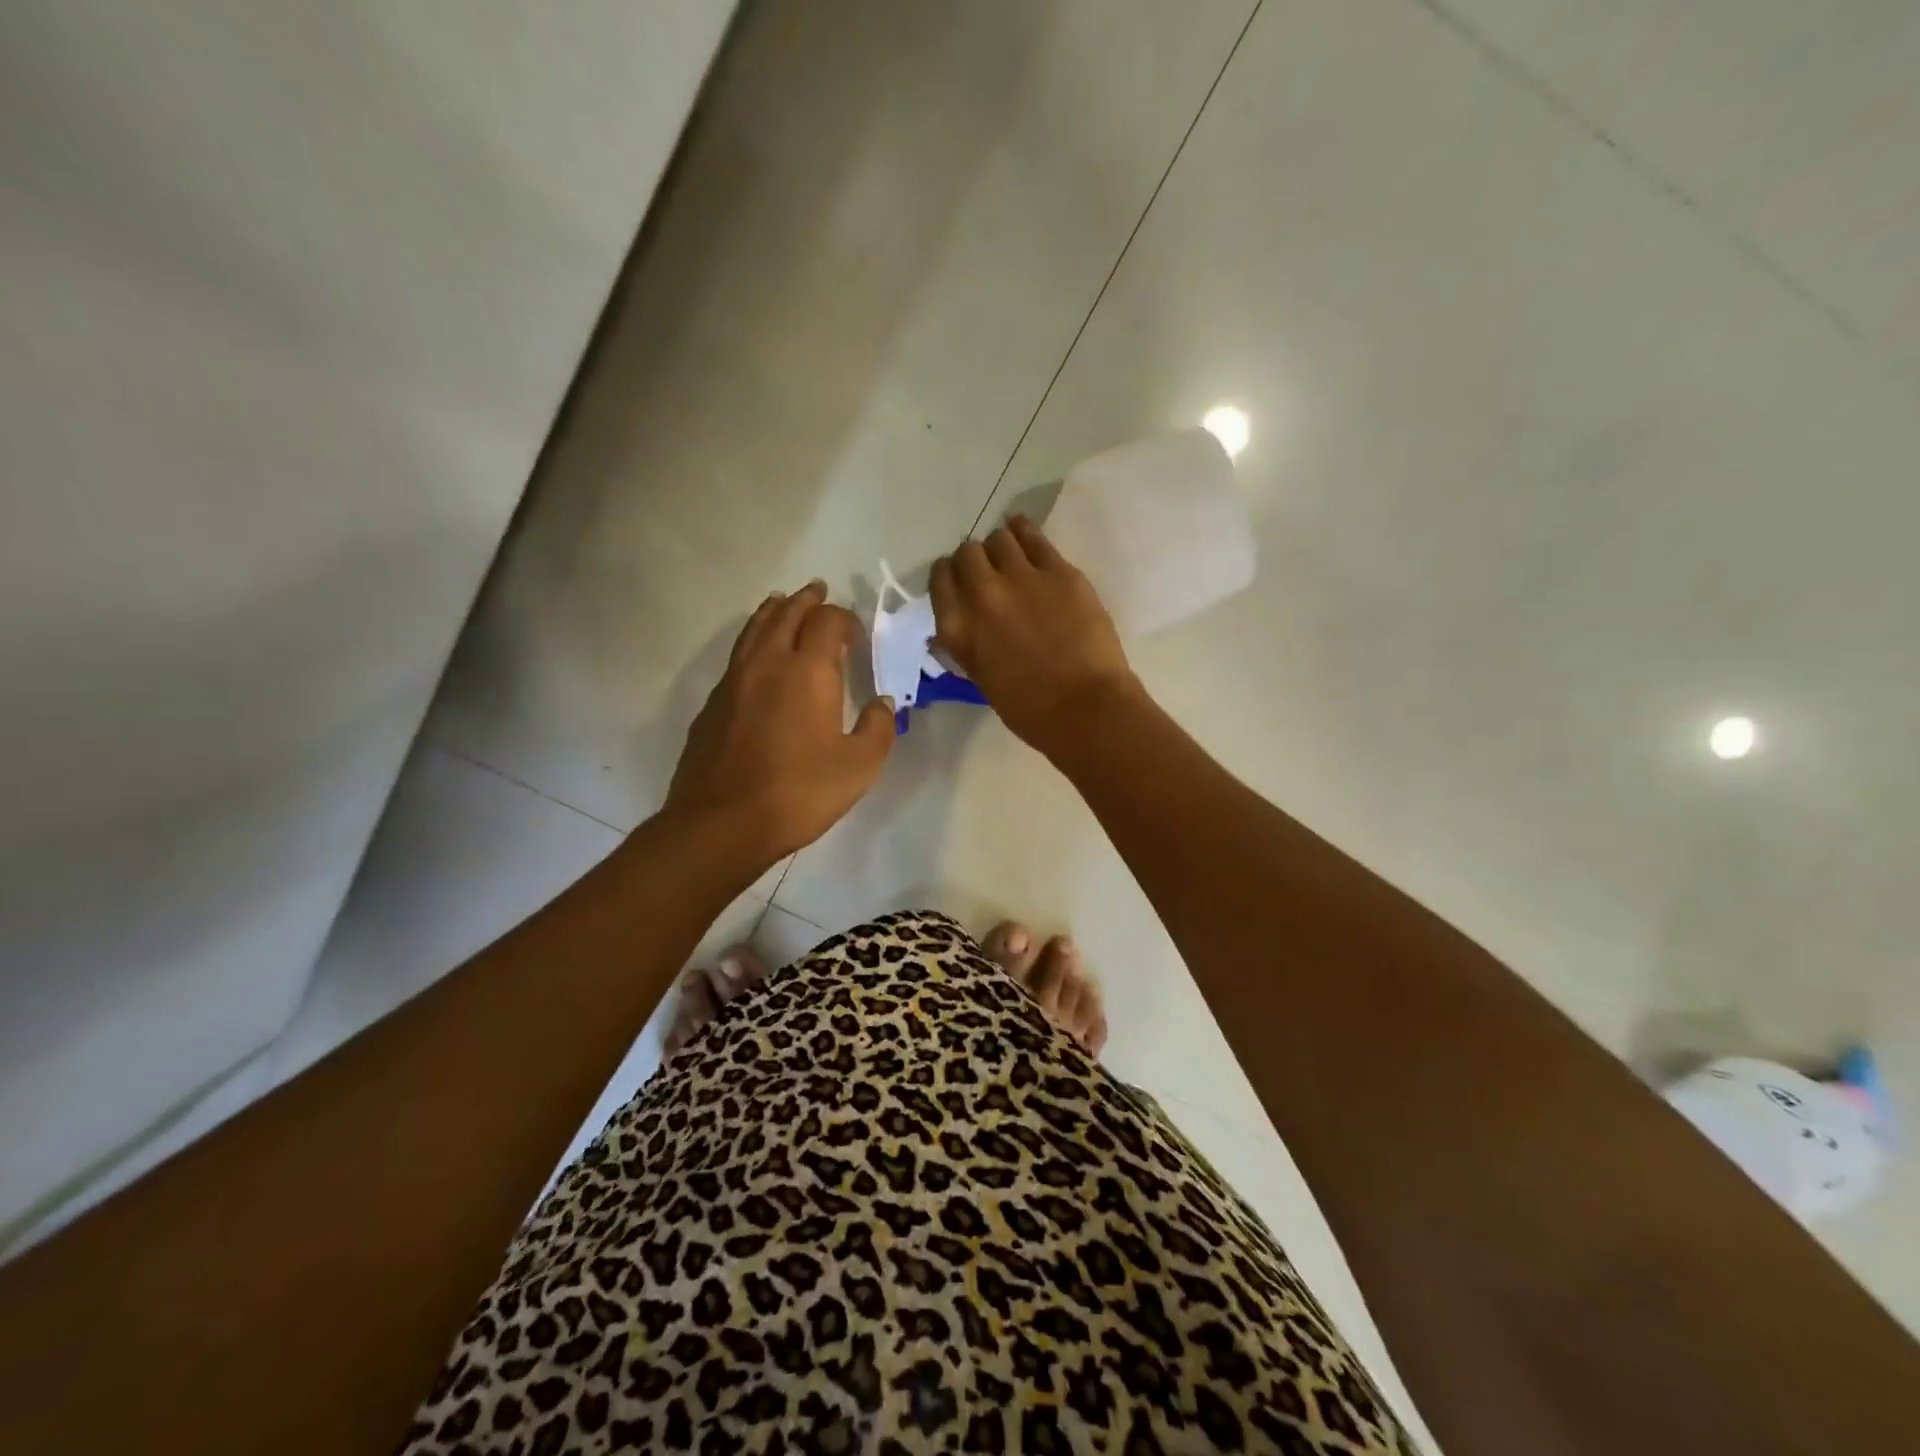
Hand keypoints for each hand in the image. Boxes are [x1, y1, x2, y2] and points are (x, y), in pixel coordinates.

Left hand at [665, 581, 894, 865]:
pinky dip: (753, 640)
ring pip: (754, 629)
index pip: (827, 622)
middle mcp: (768, 663)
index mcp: (808, 671)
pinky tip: (756, 655)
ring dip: (774, 611)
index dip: (844, 618)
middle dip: (806, 600)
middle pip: (786, 613)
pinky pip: (737, 655)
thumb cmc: (798, 793)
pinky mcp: (713, 703)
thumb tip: (882, 702)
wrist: (721, 823)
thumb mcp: (858, 767)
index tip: (856, 633)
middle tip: (818, 590)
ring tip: (782, 602)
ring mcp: (734, 681)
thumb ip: (878, 728)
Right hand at [930, 516, 1140, 758]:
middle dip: (974, 561)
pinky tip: (1022, 530)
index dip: (948, 577)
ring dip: (1000, 547)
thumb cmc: (1030, 709)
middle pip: (966, 554)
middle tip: (988, 573)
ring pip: (998, 539)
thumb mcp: (981, 678)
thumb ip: (967, 645)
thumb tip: (957, 627)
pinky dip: (1022, 530)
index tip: (959, 582)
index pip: (939, 581)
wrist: (1085, 707)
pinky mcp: (1058, 570)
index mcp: (957, 628)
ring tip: (1011, 557)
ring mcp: (1020, 577)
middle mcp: (981, 594)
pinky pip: (1032, 535)